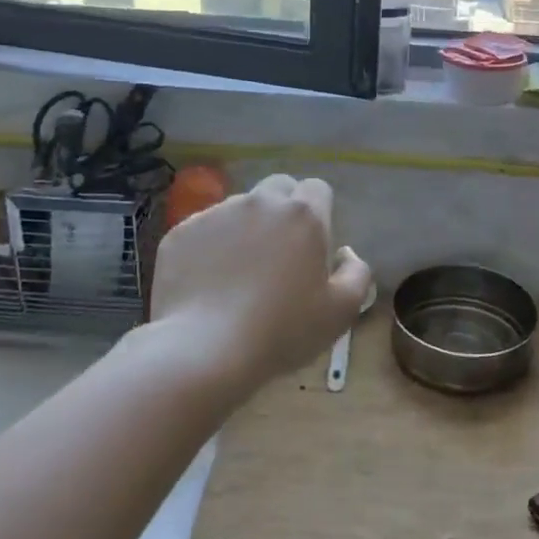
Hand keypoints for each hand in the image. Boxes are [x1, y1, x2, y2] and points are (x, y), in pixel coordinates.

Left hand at [150, 174, 372, 392]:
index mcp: (303, 215)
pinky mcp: (182, 232)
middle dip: (283, 210)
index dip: (318, 211)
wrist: (204, 350)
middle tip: (280, 253)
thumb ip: (357, 274)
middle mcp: (260, 203)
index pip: (317, 189)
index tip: (313, 244)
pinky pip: (204, 230)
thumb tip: (347, 254)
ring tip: (239, 274)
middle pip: (278, 188)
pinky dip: (210, 248)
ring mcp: (216, 214)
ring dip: (246, 229)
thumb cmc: (282, 331)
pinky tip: (209, 283)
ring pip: (239, 209)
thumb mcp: (341, 312)